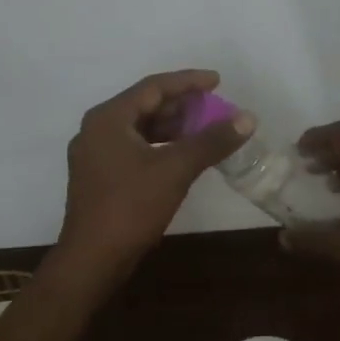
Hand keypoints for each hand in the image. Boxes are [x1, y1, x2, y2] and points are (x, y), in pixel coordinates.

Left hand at [55, 69, 252, 273]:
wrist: (92, 260)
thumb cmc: (131, 207)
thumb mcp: (176, 169)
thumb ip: (211, 140)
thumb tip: (247, 118)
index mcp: (108, 118)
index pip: (153, 87)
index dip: (188, 81)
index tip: (217, 80)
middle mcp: (97, 129)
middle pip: (145, 105)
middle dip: (182, 105)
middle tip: (214, 106)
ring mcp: (95, 154)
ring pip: (140, 128)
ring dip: (172, 126)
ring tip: (205, 129)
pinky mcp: (99, 177)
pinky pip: (134, 147)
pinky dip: (161, 146)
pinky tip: (183, 155)